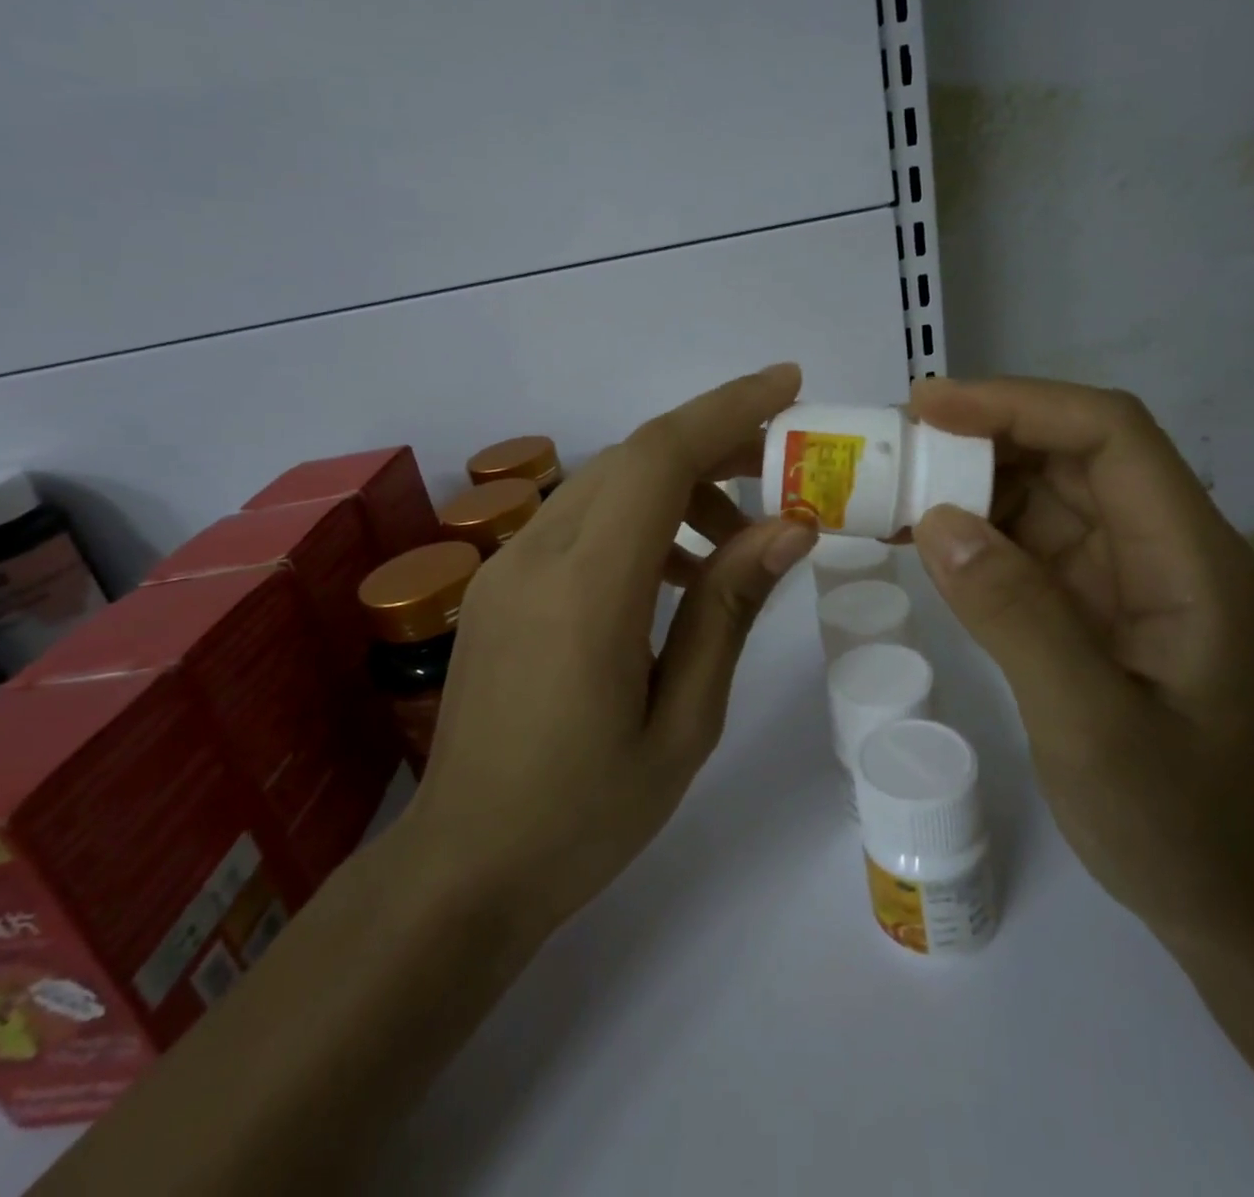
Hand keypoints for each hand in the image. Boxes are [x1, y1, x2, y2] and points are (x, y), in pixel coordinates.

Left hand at [401, 364, 817, 939]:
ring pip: (605, 483)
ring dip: (677, 486)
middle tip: (781, 470)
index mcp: (585, 591)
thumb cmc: (585, 816)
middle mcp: (535, 556)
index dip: (727, 409)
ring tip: (735, 540)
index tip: (789, 385)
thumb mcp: (683, 722)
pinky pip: (578, 521)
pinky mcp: (498, 585)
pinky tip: (675, 574)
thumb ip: (729, 610)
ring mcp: (505, 566)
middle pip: (633, 457)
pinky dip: (637, 520)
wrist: (464, 867)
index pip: (658, 458)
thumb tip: (790, 526)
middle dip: (714, 443)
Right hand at [907, 377, 1253, 947]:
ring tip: (884, 484)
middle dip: (977, 434)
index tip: (926, 408)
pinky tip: (912, 533)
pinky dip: (964, 524)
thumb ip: (1019, 618)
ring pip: (1039, 487)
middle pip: (1069, 450)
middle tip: (886, 445)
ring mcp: (1121, 569)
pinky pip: (1020, 536)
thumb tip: (936, 519)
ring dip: (962, 475)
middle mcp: (1159, 545)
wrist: (1213, 892)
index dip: (1017, 404)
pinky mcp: (1085, 597)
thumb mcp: (1093, 729)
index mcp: (1189, 559)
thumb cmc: (1172, 821)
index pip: (1109, 436)